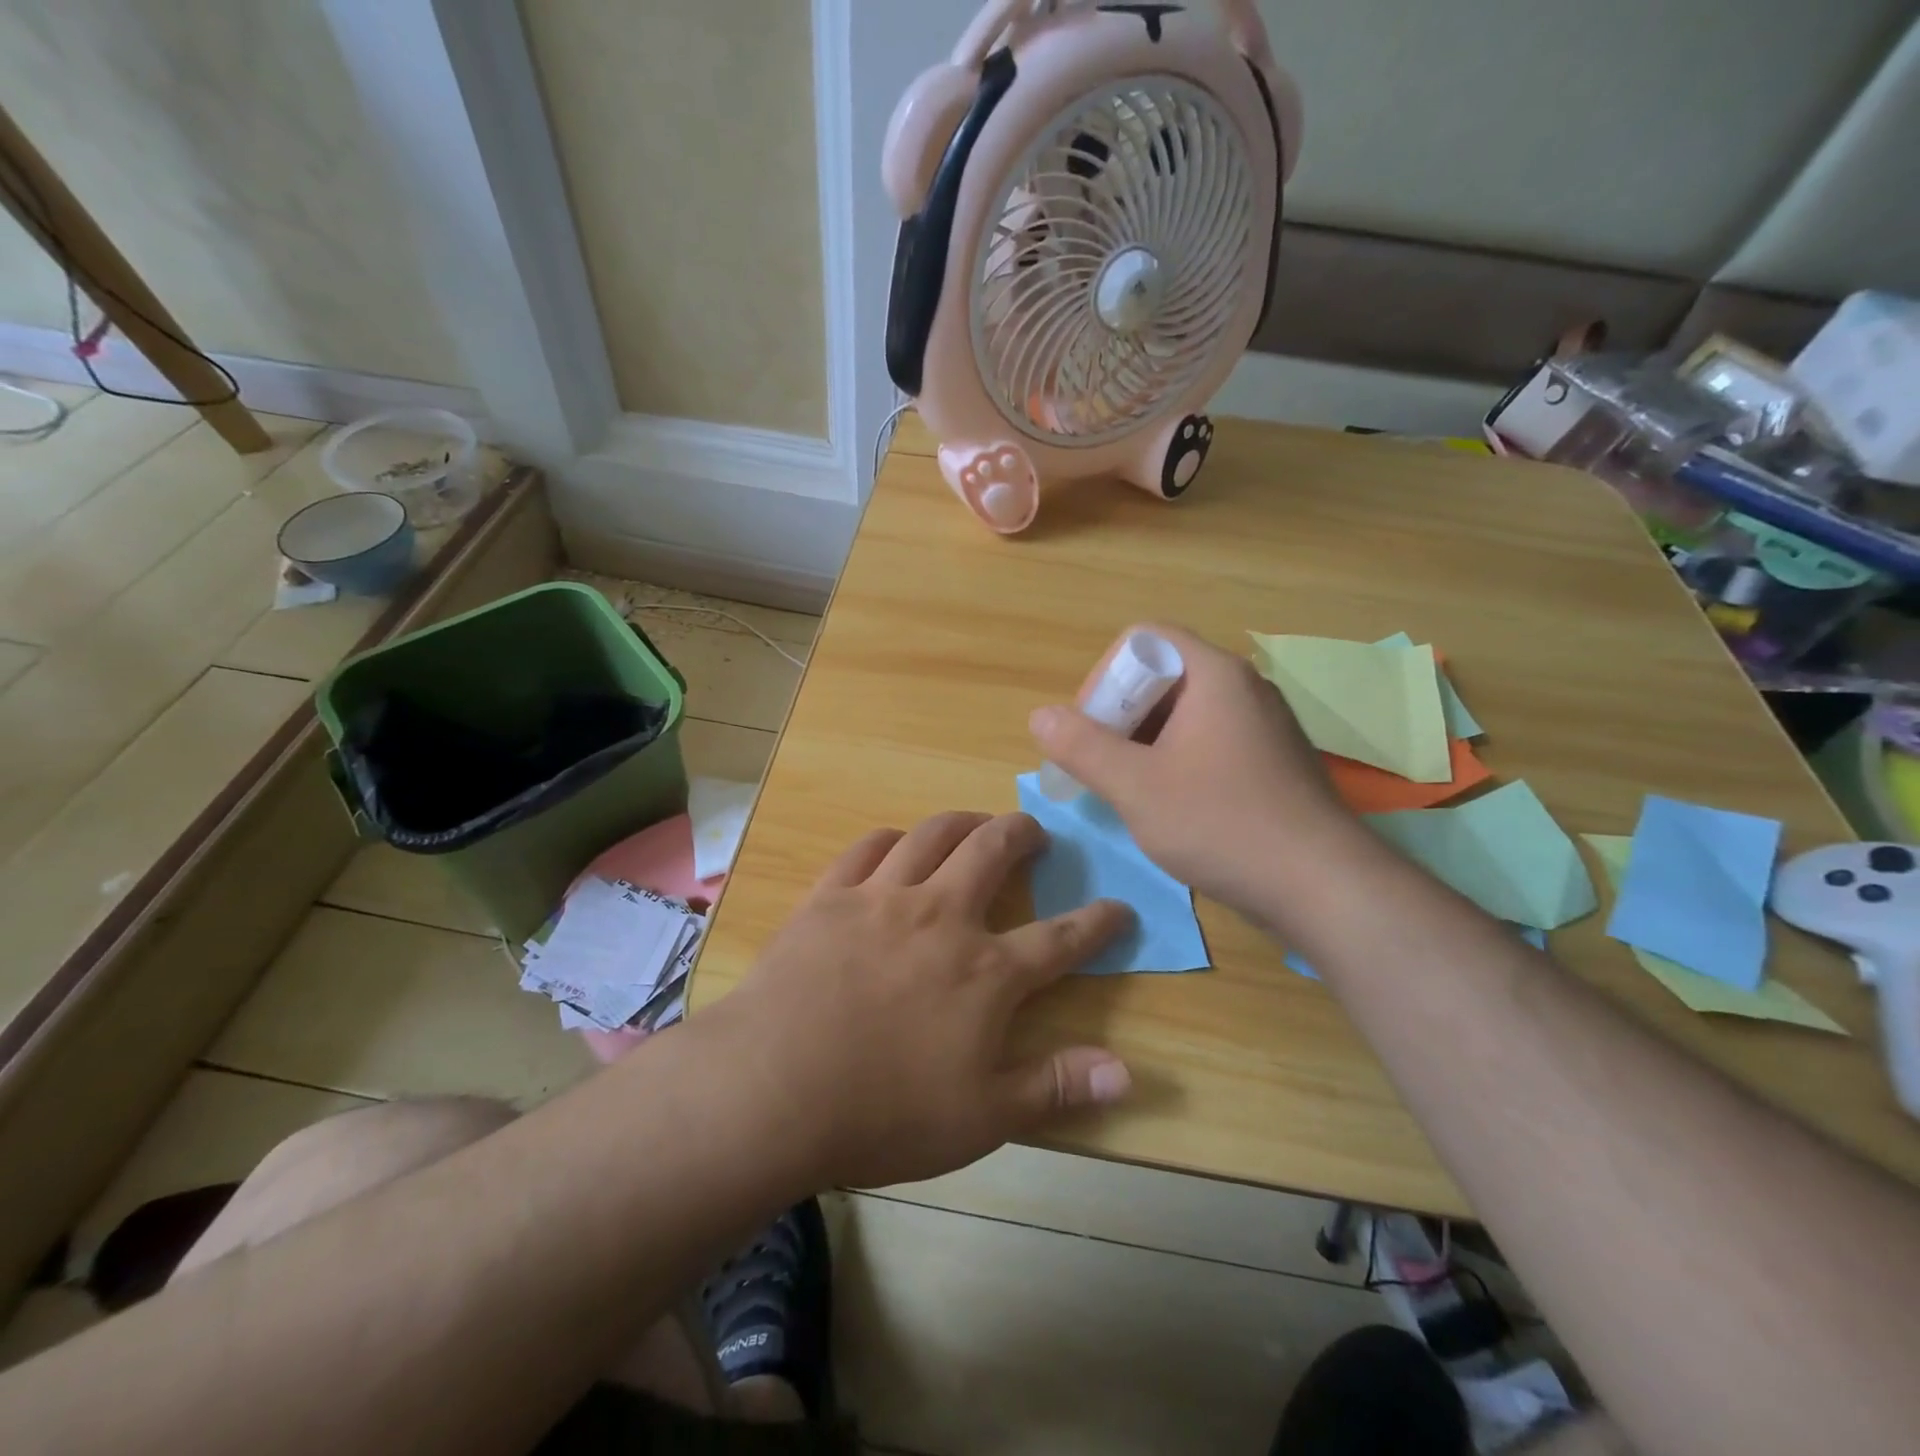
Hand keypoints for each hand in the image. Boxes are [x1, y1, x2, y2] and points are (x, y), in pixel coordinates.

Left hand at [717, 811, 1132, 1189]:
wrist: (771, 1088)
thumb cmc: (883, 1112)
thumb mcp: (982, 1118)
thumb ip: (1055, 1086)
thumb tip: (1127, 1072)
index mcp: (985, 972)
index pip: (1061, 939)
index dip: (1098, 922)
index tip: (1119, 907)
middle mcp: (941, 916)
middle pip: (993, 851)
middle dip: (1022, 834)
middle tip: (1034, 833)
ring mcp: (882, 898)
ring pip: (933, 835)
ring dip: (963, 822)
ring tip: (975, 825)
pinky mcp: (830, 896)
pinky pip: (868, 848)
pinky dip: (891, 839)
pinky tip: (895, 844)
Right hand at [1028, 624, 1364, 917]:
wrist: (1324, 886)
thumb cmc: (1221, 824)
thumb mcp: (1135, 786)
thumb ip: (1081, 747)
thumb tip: (1040, 716)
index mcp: (1214, 675)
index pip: (1143, 640)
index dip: (1104, 676)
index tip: (1090, 728)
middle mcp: (1243, 688)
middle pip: (1163, 676)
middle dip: (1120, 715)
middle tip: (1102, 766)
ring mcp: (1263, 726)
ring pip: (1185, 714)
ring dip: (1145, 743)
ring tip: (1130, 791)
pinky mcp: (1272, 762)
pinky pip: (1210, 742)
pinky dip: (1176, 761)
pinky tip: (1170, 807)